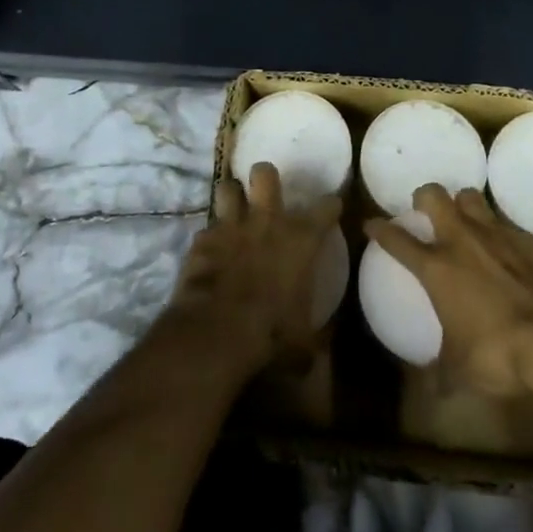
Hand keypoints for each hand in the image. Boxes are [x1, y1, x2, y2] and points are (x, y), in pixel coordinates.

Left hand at [169, 162, 342, 373]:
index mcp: (300, 240)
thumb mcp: (301, 343)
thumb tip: (314, 357)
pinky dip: (209, 239)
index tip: (330, 208)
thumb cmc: (271, 332)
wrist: (217, 330)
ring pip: (228, 187)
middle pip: (265, 174)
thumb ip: (310, 341)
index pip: (326, 206)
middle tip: (266, 194)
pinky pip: (206, 229)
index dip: (330, 204)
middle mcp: (267, 222)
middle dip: (265, 178)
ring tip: (234, 208)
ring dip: (232, 197)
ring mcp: (231, 226)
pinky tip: (209, 252)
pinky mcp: (202, 240)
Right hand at [365, 184, 532, 396]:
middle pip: (433, 196)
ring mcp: (496, 235)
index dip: (380, 229)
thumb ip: (441, 374)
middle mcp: (462, 241)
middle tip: (424, 210)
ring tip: (464, 221)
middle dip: (424, 197)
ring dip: (462, 205)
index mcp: (437, 268)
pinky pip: (505, 223)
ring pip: (470, 197)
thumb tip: (432, 391)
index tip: (371, 224)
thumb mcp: (461, 372)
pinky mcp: (528, 240)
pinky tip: (504, 251)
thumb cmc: (499, 353)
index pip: (397, 240)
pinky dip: (498, 231)